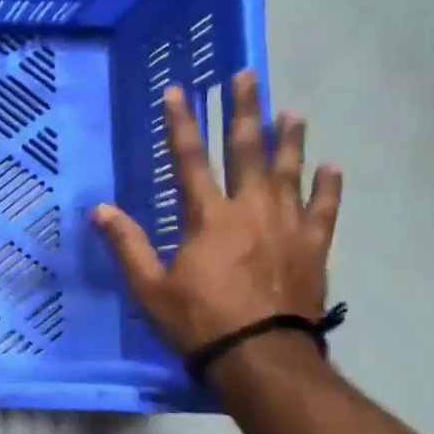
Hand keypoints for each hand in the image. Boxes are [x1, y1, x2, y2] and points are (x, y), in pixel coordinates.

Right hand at [93, 70, 340, 358]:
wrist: (261, 357)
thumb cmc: (199, 321)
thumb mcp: (150, 287)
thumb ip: (128, 244)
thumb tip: (100, 209)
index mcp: (208, 217)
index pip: (190, 159)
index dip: (182, 123)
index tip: (179, 90)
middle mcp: (251, 210)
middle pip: (248, 150)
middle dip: (244, 110)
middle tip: (247, 76)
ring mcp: (288, 226)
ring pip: (290, 172)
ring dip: (290, 139)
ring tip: (292, 111)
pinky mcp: (313, 247)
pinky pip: (324, 210)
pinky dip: (328, 188)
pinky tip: (332, 167)